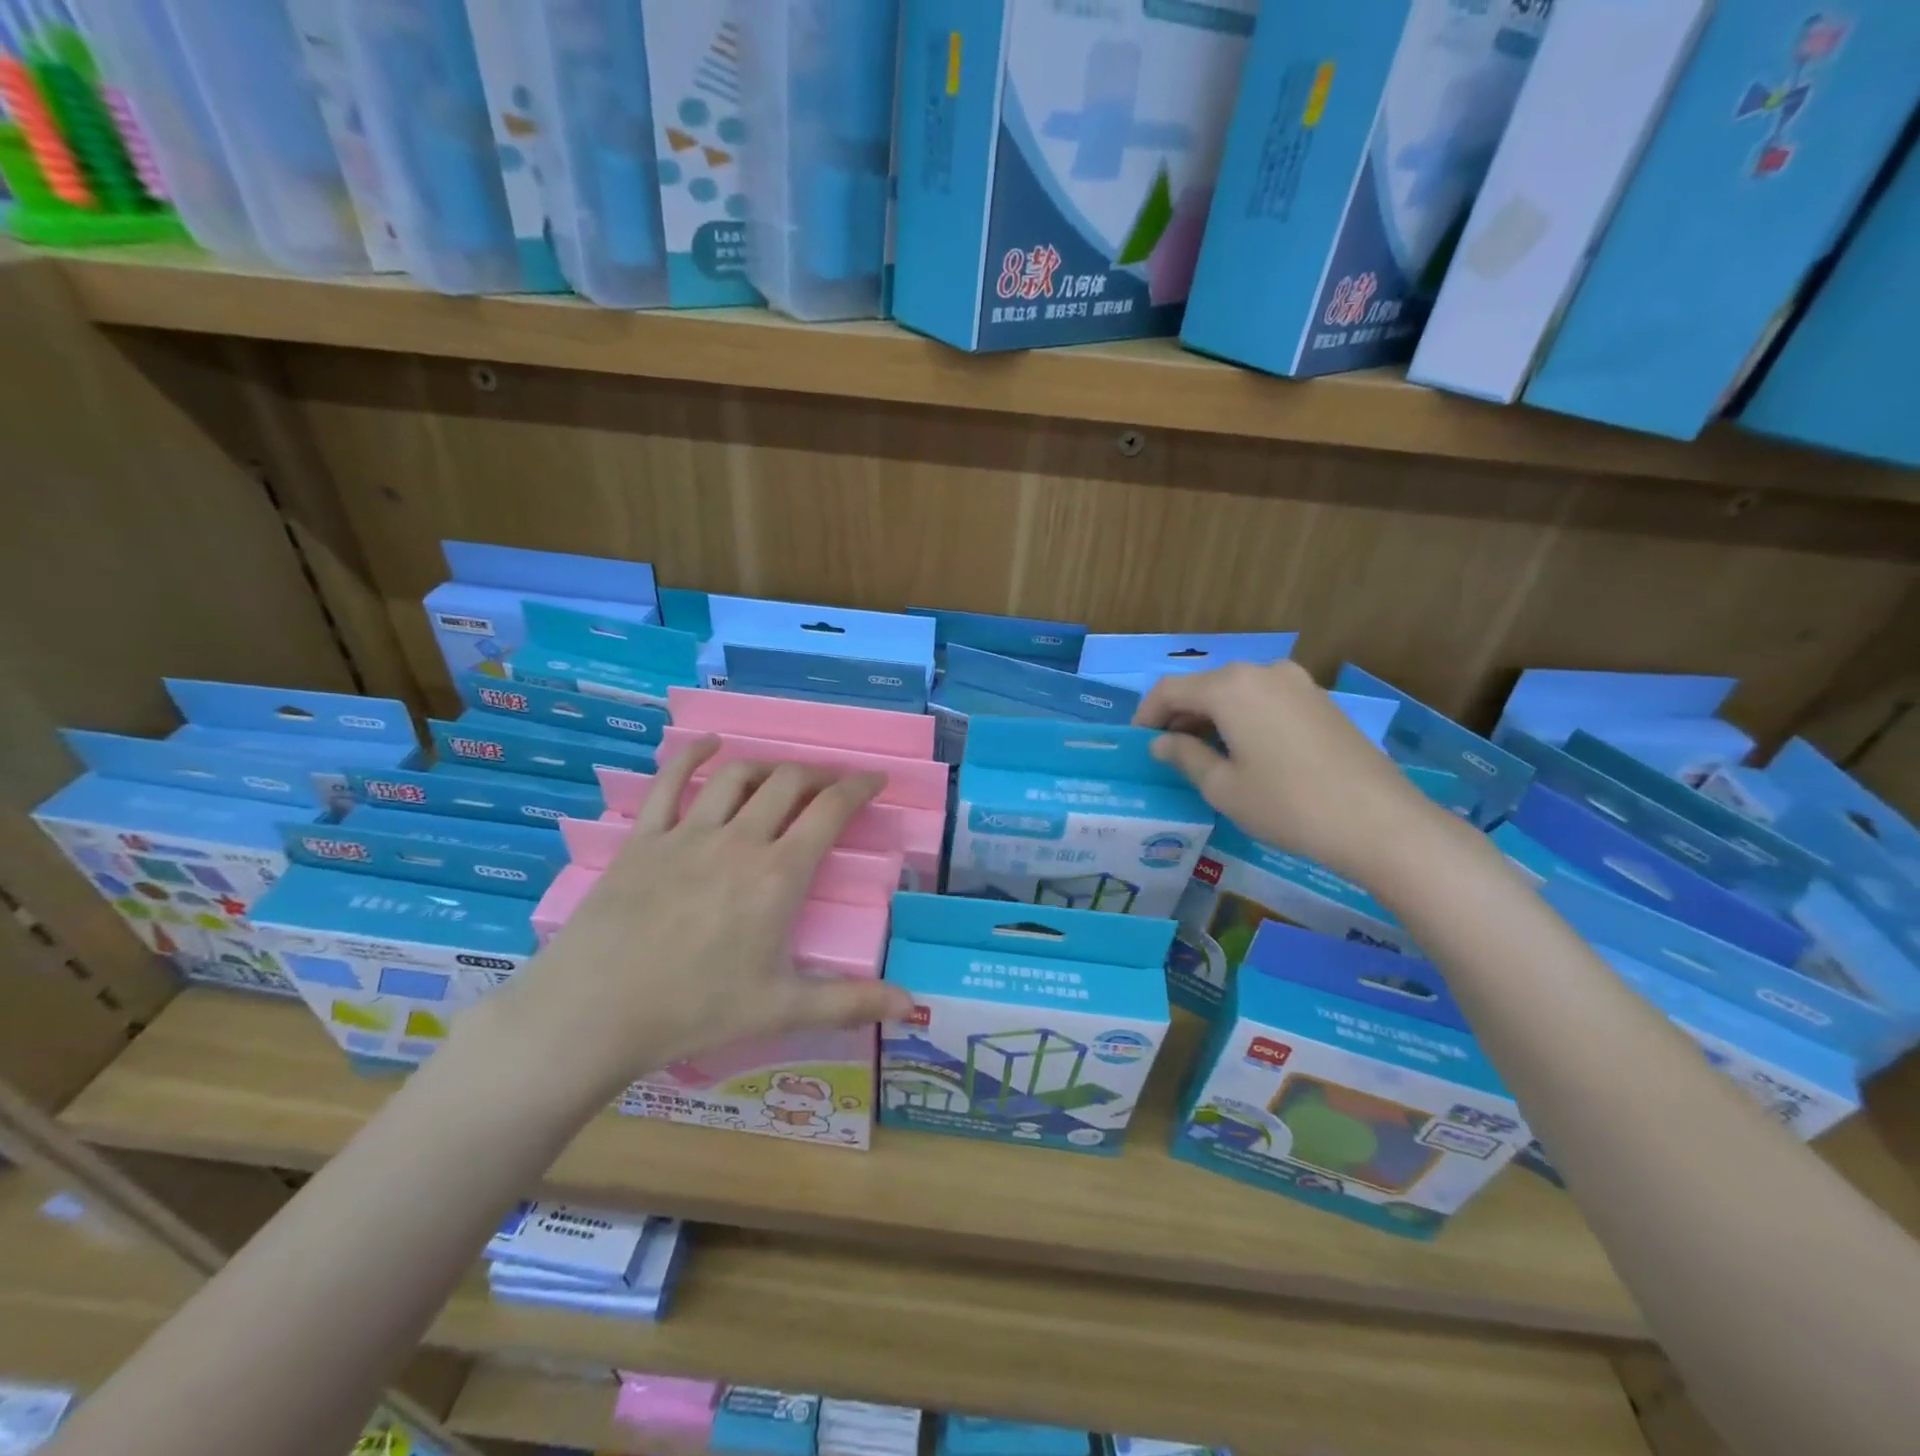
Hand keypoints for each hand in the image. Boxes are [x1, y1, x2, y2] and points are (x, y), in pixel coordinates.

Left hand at [485, 737, 913, 1107]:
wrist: (594, 1012)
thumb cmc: (695, 1012)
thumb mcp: (782, 1009)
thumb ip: (851, 1002)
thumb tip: (913, 1006)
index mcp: (778, 875)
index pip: (830, 811)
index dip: (859, 787)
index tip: (875, 778)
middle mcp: (739, 840)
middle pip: (787, 783)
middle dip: (817, 775)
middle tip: (830, 784)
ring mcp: (687, 833)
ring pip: (736, 776)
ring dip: (766, 767)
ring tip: (780, 776)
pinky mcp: (643, 838)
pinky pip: (669, 782)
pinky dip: (692, 755)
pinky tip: (707, 745)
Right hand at [1135, 661, 1449, 884]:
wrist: (1378, 821)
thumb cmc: (1286, 804)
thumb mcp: (1223, 787)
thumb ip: (1185, 756)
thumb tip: (1161, 743)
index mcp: (1230, 687)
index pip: (1169, 690)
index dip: (1146, 715)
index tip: (1138, 743)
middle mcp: (1262, 672)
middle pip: (1204, 686)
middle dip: (1179, 715)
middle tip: (1167, 751)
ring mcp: (1296, 682)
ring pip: (1236, 691)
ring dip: (1212, 716)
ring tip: (1204, 754)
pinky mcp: (1319, 700)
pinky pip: (1265, 699)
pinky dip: (1243, 717)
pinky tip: (1245, 751)